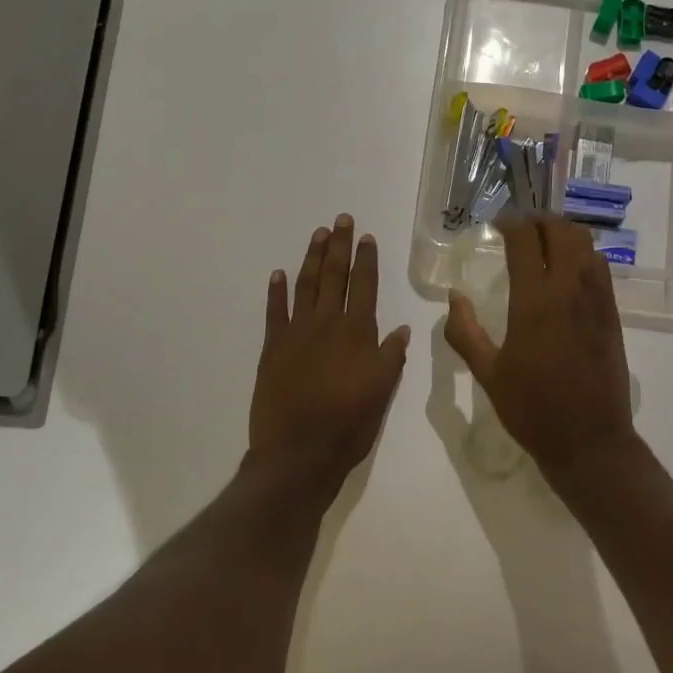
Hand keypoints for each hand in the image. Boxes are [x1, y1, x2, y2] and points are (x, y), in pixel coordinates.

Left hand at [249, 214, 410, 490]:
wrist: (298, 453)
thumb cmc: (349, 424)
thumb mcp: (382, 391)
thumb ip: (391, 356)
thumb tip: (400, 329)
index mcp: (357, 332)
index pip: (364, 286)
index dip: (366, 259)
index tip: (366, 236)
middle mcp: (327, 324)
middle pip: (334, 276)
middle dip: (339, 246)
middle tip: (341, 219)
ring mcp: (296, 333)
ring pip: (305, 286)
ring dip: (312, 258)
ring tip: (318, 234)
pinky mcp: (272, 349)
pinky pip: (274, 312)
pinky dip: (276, 291)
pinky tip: (278, 274)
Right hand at [444, 213, 638, 479]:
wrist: (590, 440)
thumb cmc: (533, 409)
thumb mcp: (488, 374)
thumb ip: (465, 332)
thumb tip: (454, 296)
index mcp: (535, 301)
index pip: (526, 240)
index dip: (511, 223)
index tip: (498, 225)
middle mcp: (569, 289)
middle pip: (561, 231)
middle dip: (540, 221)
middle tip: (521, 228)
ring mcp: (596, 299)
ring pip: (585, 244)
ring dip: (563, 234)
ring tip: (544, 244)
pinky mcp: (612, 313)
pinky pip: (600, 267)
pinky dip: (582, 254)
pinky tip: (567, 272)